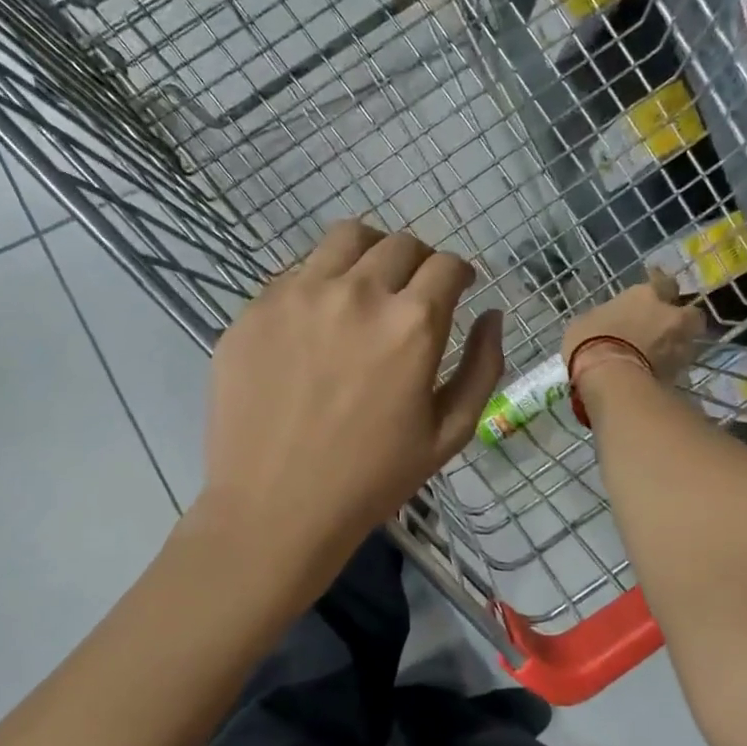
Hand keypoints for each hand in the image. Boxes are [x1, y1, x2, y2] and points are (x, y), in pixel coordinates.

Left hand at [201, 221, 504, 556]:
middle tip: (413, 293)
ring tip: (366, 286)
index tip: (456, 288)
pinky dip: (320, 283)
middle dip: (419, 263)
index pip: (447, 264)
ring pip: (345, 238)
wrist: (275, 507)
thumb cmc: (371, 479)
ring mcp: (299, 294)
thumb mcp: (449, 433)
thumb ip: (482, 367)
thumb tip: (492, 316)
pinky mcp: (255, 308)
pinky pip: (297, 273)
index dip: (459, 273)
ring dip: (369, 254)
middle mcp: (357, 292)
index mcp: (411, 323)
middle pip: (400, 244)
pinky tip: (316, 324)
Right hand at [562, 271, 704, 391]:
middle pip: (690, 313)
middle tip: (667, 325)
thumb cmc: (591, 341)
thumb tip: (607, 321)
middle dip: (682, 318)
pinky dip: (669, 368)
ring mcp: (679, 346)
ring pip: (688, 341)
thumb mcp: (586, 321)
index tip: (656, 284)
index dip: (660, 283)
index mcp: (646, 295)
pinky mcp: (679, 374)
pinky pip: (677, 366)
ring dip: (677, 345)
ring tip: (661, 354)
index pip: (663, 282)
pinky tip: (654, 373)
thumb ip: (606, 317)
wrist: (610, 379)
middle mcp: (670, 316)